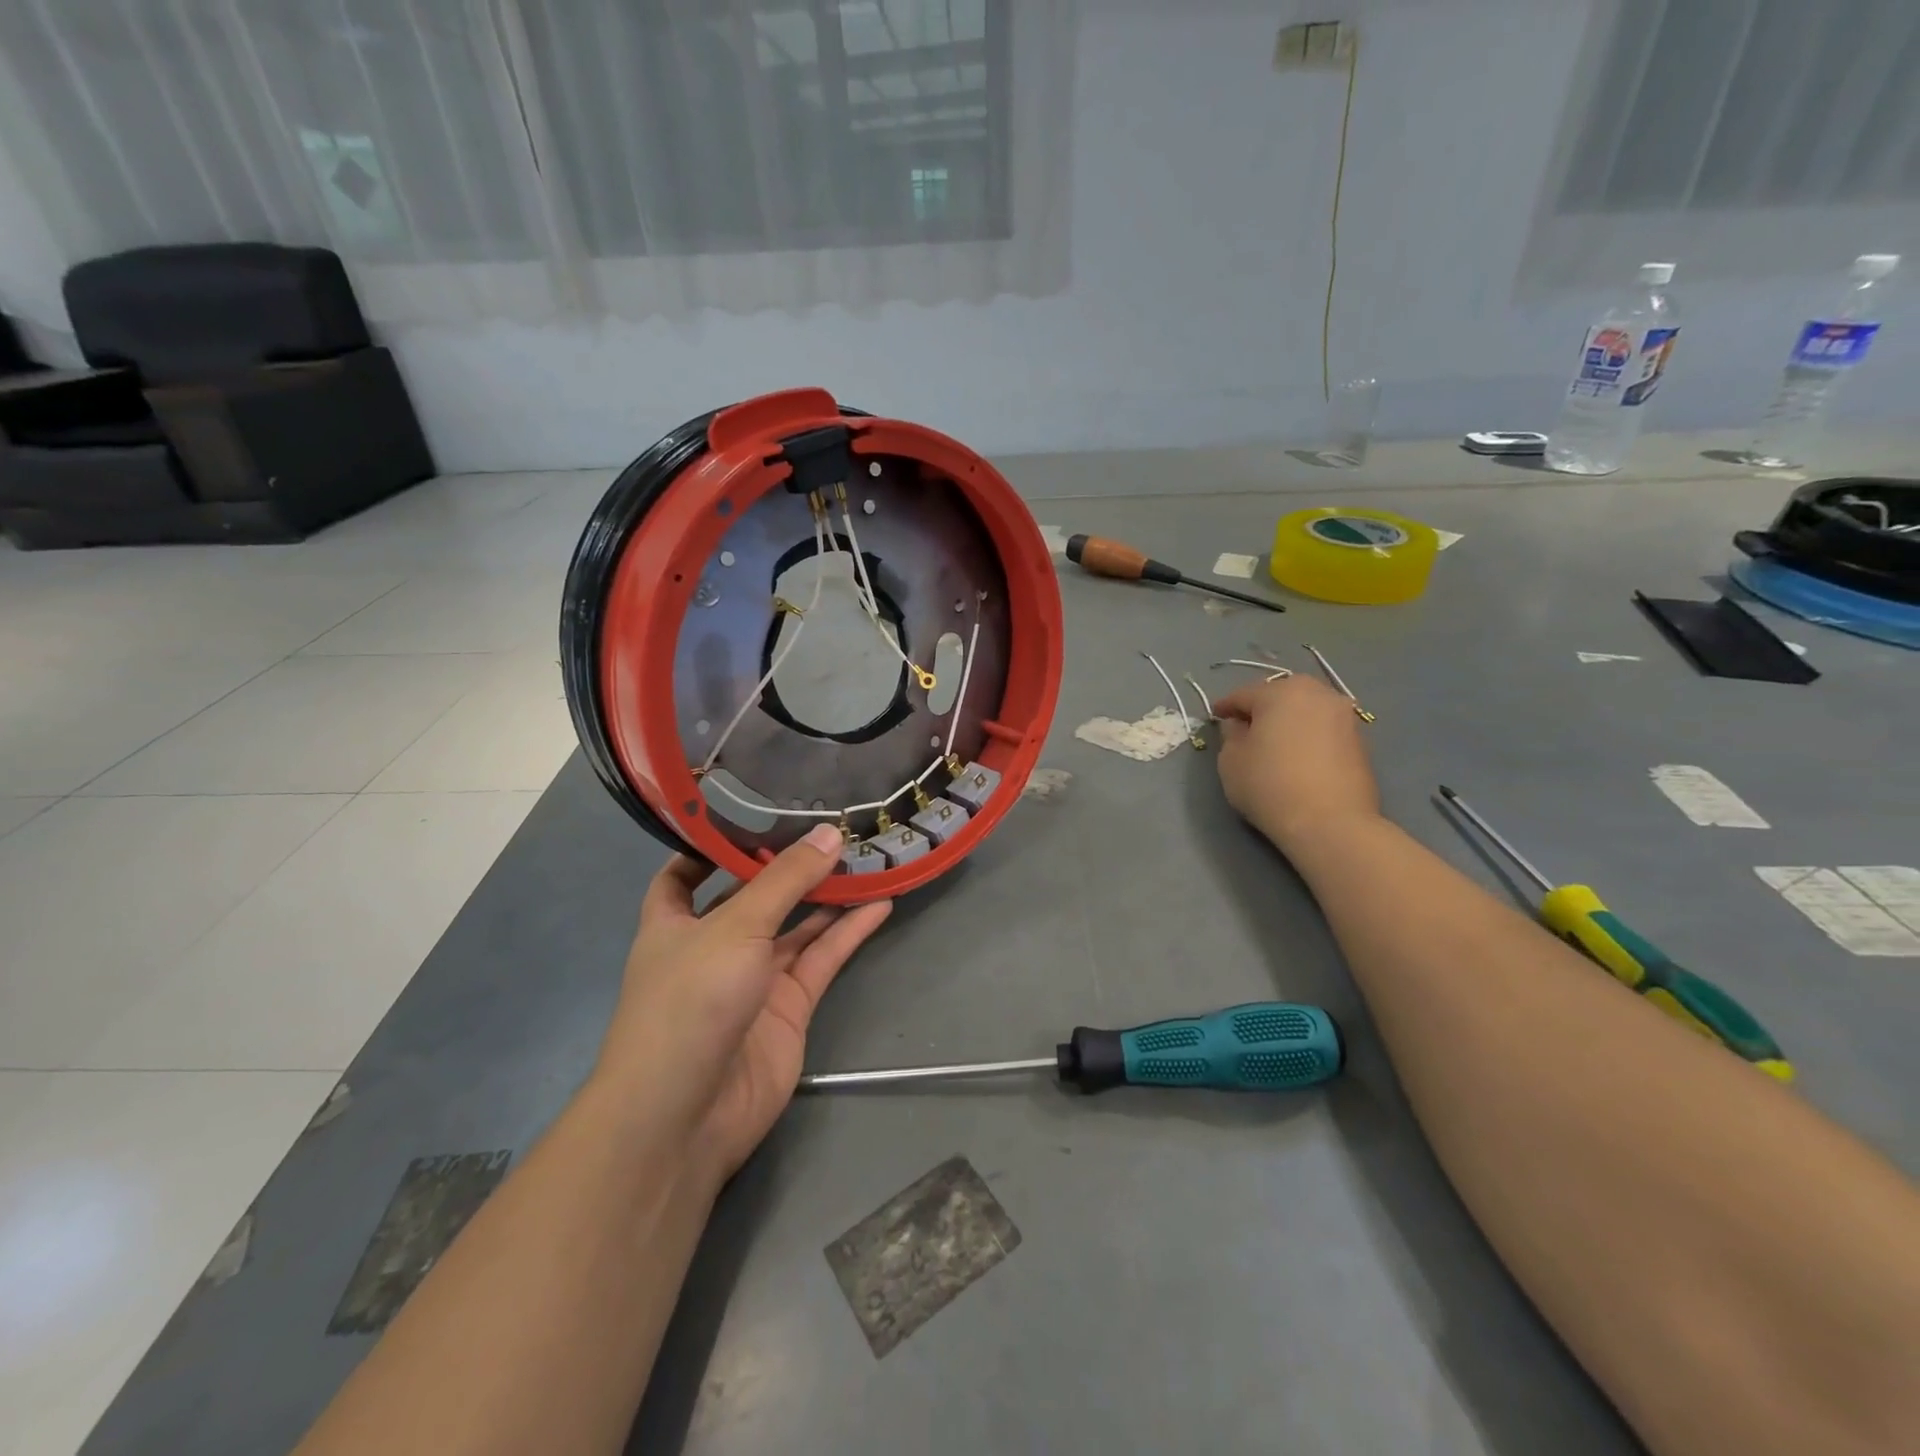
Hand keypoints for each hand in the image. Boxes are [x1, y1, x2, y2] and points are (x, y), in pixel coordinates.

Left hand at [594, 824, 890, 1182]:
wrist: (687, 1115)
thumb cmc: (690, 1002)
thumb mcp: (736, 927)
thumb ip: (785, 880)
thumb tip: (830, 833)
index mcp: (673, 923)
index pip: (684, 875)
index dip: (710, 847)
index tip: (749, 814)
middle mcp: (713, 946)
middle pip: (753, 896)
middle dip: (787, 865)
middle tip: (830, 826)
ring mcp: (753, 978)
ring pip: (795, 927)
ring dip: (827, 896)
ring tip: (866, 857)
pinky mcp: (788, 1007)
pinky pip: (821, 959)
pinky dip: (848, 933)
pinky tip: (880, 903)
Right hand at [1214, 675, 1380, 851]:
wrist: (1330, 823)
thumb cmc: (1269, 786)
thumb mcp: (1231, 761)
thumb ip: (1231, 735)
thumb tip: (1240, 725)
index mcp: (1281, 693)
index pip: (1244, 694)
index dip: (1226, 707)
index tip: (1216, 717)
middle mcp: (1317, 694)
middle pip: (1281, 695)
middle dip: (1262, 707)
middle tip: (1246, 726)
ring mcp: (1344, 716)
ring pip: (1307, 709)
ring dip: (1289, 719)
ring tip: (1275, 741)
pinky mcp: (1361, 740)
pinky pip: (1324, 729)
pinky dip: (1309, 735)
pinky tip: (1299, 755)